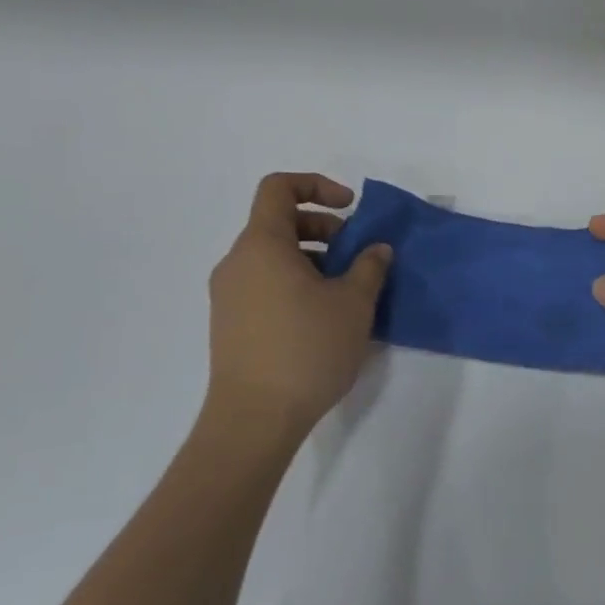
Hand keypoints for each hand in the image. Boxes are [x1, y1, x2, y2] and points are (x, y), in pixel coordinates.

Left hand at [206, 173, 390, 445]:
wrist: (254, 419)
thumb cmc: (307, 349)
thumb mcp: (354, 303)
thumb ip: (370, 266)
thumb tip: (376, 249)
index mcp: (262, 245)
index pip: (279, 188)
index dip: (317, 186)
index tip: (350, 209)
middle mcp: (238, 262)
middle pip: (279, 222)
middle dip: (323, 228)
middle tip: (356, 255)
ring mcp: (229, 295)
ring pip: (273, 255)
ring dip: (313, 258)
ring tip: (346, 290)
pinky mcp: (230, 323)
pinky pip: (265, 283)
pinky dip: (295, 282)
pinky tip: (324, 316)